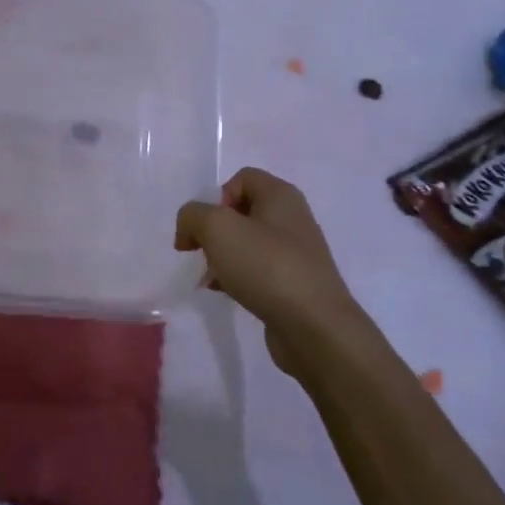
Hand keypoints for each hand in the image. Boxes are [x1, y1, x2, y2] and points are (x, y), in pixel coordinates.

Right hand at [175, 168, 364, 376]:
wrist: (314, 326)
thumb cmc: (267, 266)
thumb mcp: (217, 228)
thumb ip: (193, 216)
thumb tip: (190, 230)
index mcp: (281, 195)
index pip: (242, 178)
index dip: (217, 198)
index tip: (205, 228)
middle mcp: (292, 219)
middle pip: (242, 212)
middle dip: (215, 230)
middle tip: (203, 252)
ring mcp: (295, 253)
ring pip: (247, 244)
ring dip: (222, 257)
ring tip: (210, 278)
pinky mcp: (293, 284)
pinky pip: (257, 271)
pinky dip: (236, 278)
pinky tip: (225, 294)